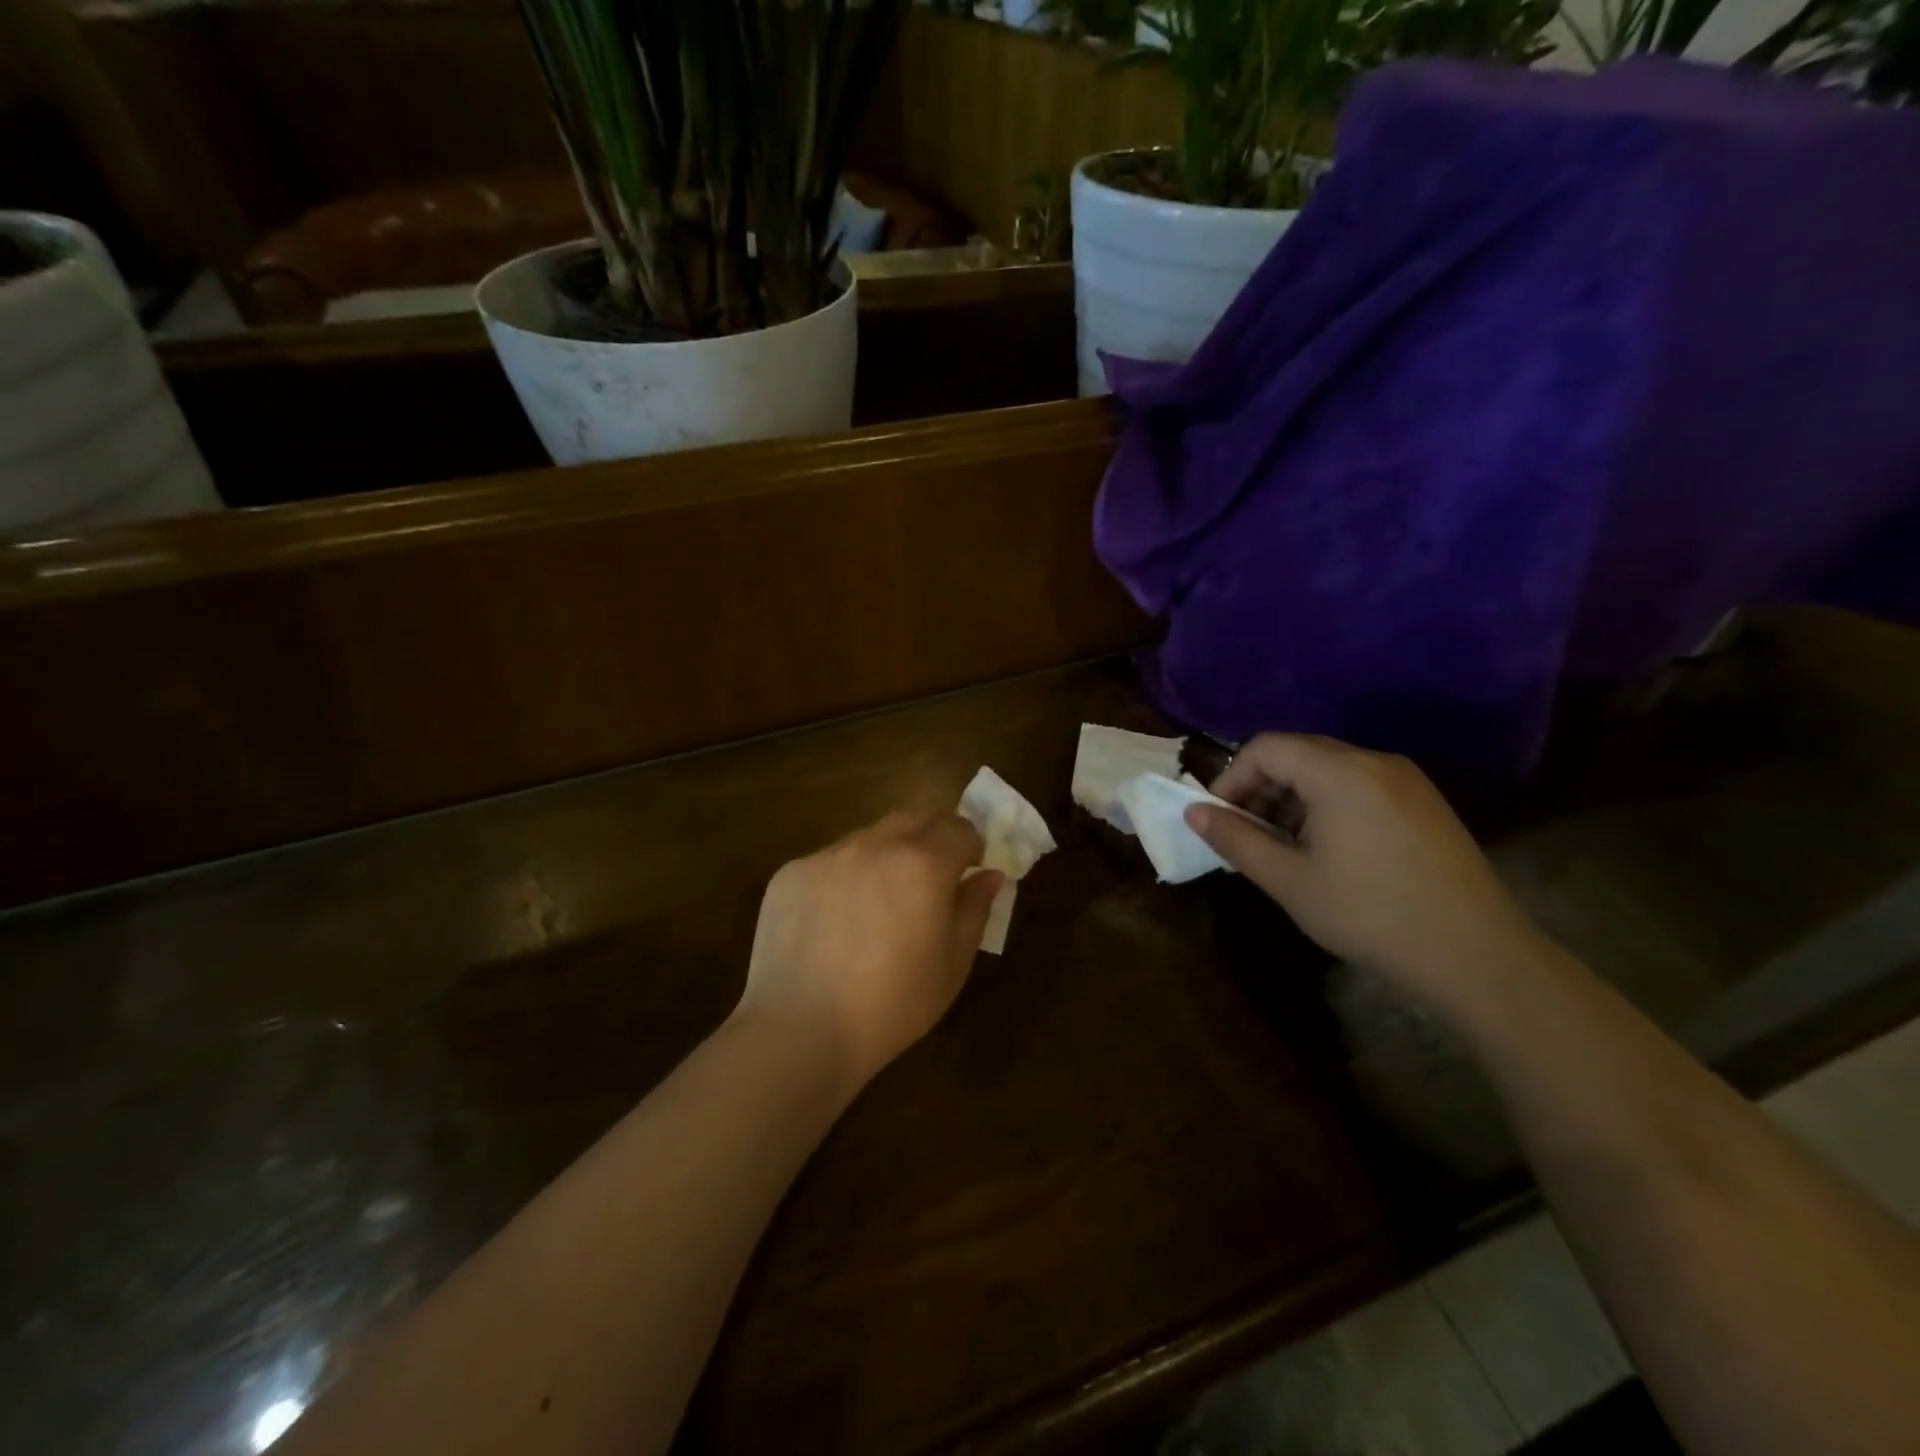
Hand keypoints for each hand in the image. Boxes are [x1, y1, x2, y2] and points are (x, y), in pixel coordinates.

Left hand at [737, 810, 1003, 1090]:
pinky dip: (845, 876)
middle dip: (933, 836)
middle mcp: (875, 844)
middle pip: (916, 816)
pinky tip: (836, 922)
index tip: (969, 870)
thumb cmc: (892, 1004)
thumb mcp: (952, 964)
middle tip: (932, 876)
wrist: (800, 1029)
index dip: (971, 846)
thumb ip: (974, 909)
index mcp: (923, 863)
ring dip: (887, 854)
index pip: (960, 829)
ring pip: (870, 835)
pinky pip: (831, 860)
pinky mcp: (792, 872)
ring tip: (880, 902)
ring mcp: (828, 854)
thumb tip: (990, 875)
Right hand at [1185, 734, 1541, 1009]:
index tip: (1221, 820)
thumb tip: (1193, 812)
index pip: (1266, 747)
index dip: (1232, 778)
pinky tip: (1326, 850)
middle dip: (1261, 788)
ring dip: (1292, 798)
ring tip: (1283, 847)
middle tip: (1246, 834)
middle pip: (1298, 753)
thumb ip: (1236, 840)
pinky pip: (1359, 786)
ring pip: (1329, 770)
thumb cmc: (1371, 914)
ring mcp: (1406, 781)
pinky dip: (1327, 805)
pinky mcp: (1424, 803)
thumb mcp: (1289, 881)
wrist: (1477, 956)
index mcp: (1341, 772)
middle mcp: (1375, 761)